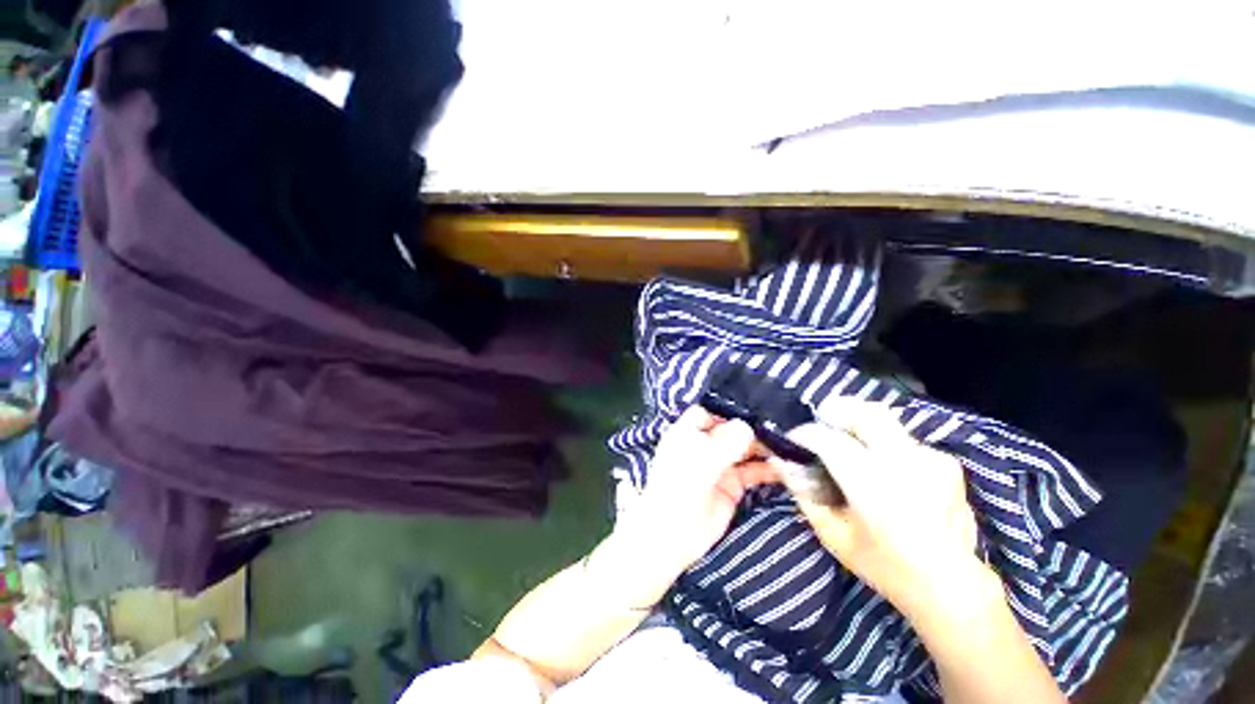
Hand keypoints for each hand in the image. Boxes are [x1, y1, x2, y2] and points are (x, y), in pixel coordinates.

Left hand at [610, 406, 774, 602]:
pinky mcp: (732, 486)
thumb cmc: (680, 487)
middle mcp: (704, 445)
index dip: (728, 410)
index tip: (755, 408)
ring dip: (764, 448)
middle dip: (753, 428)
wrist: (673, 534)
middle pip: (731, 430)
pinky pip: (752, 472)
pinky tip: (784, 468)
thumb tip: (747, 426)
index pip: (709, 412)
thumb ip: (726, 441)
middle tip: (782, 426)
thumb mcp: (702, 459)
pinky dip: (768, 470)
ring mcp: (719, 465)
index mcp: (688, 432)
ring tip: (788, 446)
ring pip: (744, 450)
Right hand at [773, 398, 981, 616]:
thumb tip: (781, 461)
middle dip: (836, 411)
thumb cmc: (885, 565)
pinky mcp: (946, 462)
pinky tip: (884, 469)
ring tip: (851, 448)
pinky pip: (903, 439)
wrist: (953, 586)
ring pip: (884, 421)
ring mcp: (931, 459)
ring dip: (860, 427)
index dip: (804, 434)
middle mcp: (905, 463)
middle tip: (821, 423)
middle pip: (865, 413)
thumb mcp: (833, 535)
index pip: (828, 439)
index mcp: (874, 485)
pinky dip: (884, 444)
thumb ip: (804, 494)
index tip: (793, 439)